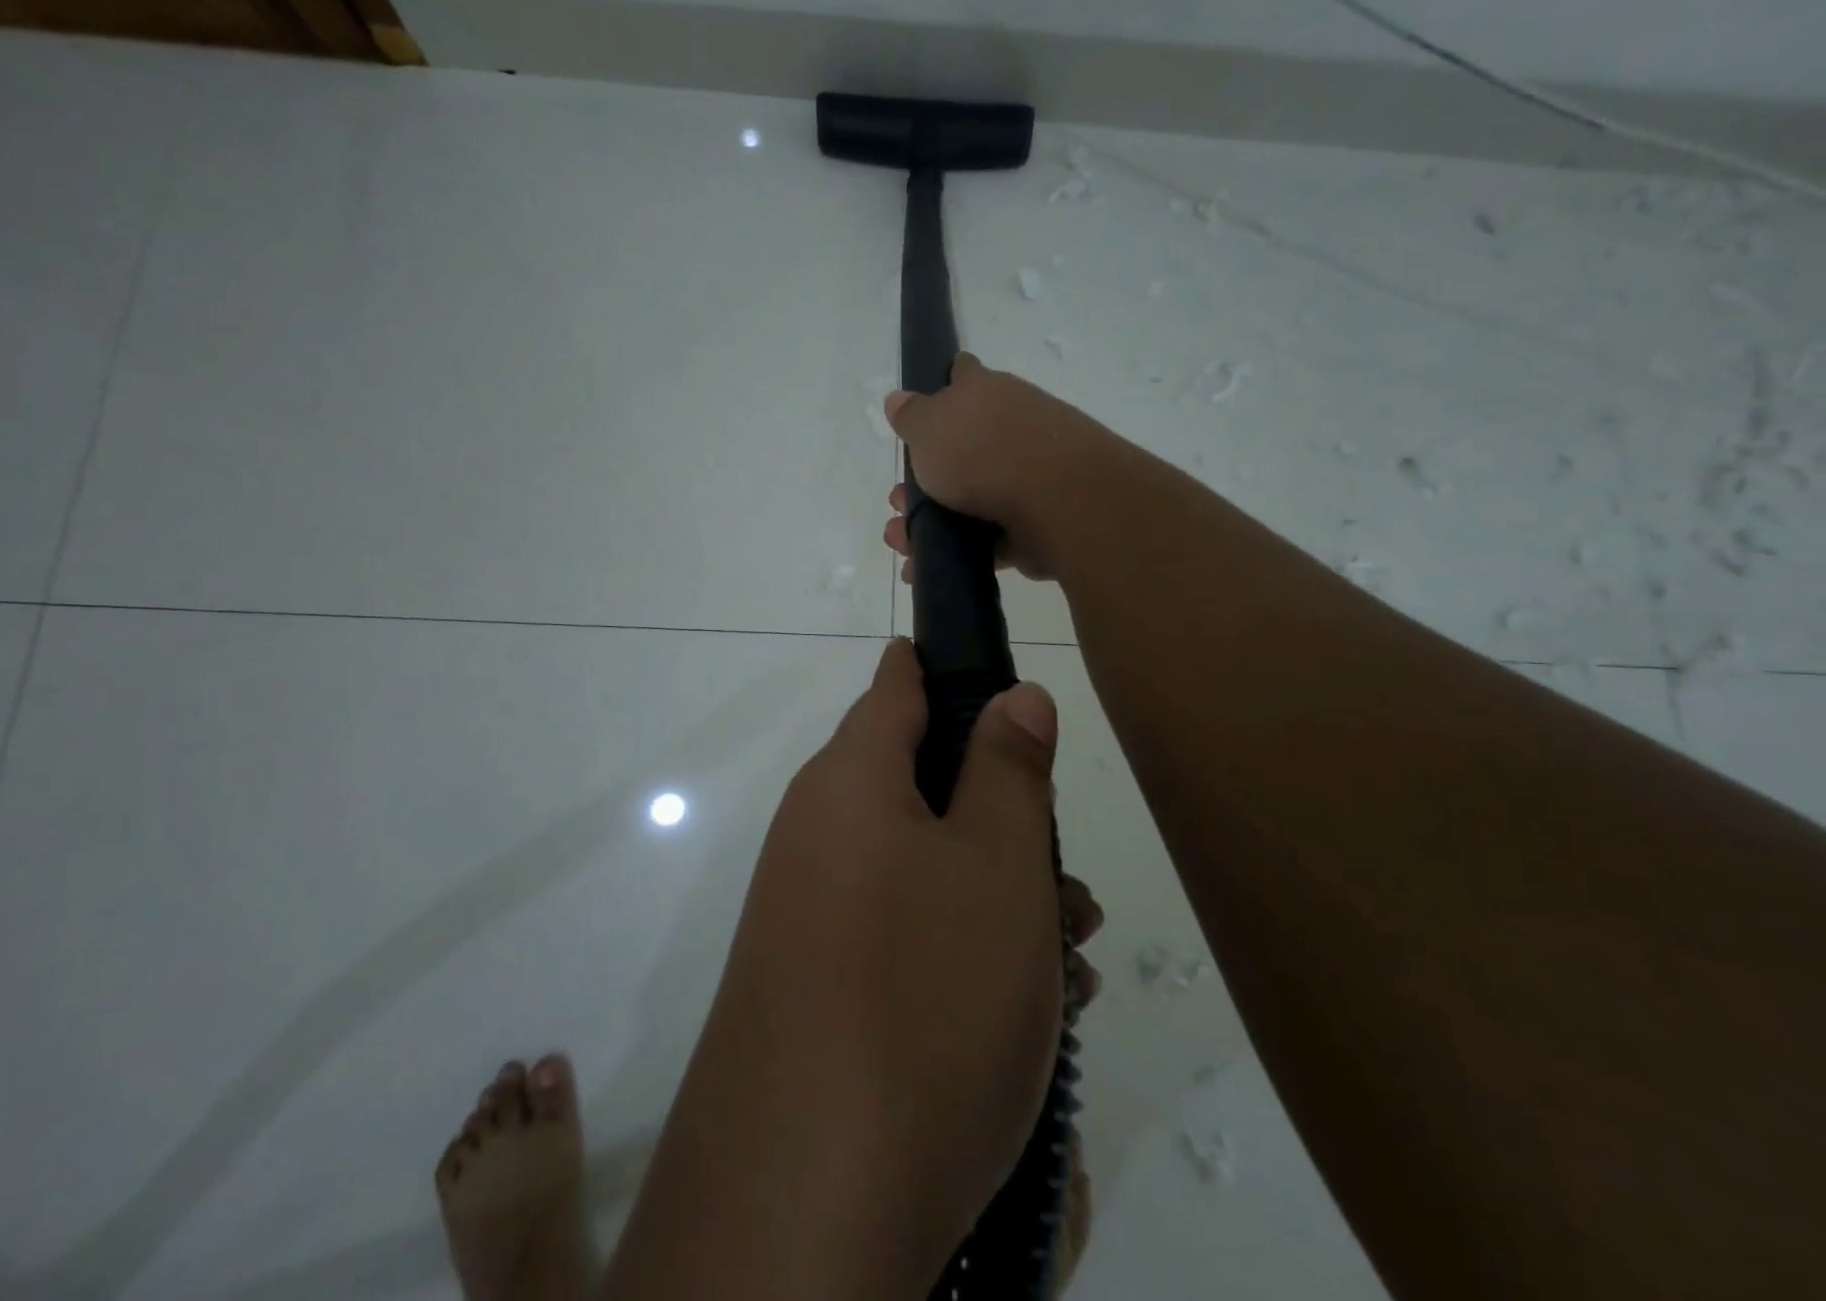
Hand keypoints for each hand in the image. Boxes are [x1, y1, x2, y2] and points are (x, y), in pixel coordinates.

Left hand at [702, 638, 1101, 1272]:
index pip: (897, 684)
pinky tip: (1021, 1011)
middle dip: (999, 813)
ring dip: (995, 892)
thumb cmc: (923, 995)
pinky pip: (900, 929)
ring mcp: (810, 908)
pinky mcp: (815, 979)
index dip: (949, 668)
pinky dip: (960, 947)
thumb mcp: (996, 867)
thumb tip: (1013, 694)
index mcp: (850, 780)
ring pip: (921, 864)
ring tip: (1069, 953)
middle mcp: (818, 831)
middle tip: (1065, 874)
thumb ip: (1008, 768)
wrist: (801, 1202)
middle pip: (920, 782)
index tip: (1005, 684)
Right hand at [883, 352, 1123, 584]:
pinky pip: (986, 537)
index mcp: (986, 393)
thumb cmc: (982, 451)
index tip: (920, 412)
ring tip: (903, 544)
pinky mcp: (1034, 521)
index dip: (942, 386)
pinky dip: (957, 552)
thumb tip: (898, 399)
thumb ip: (910, 415)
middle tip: (899, 503)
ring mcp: (1026, 475)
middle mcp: (1010, 427)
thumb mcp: (928, 426)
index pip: (962, 374)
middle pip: (959, 449)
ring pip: (968, 499)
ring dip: (930, 523)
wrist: (1056, 501)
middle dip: (921, 481)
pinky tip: (926, 567)